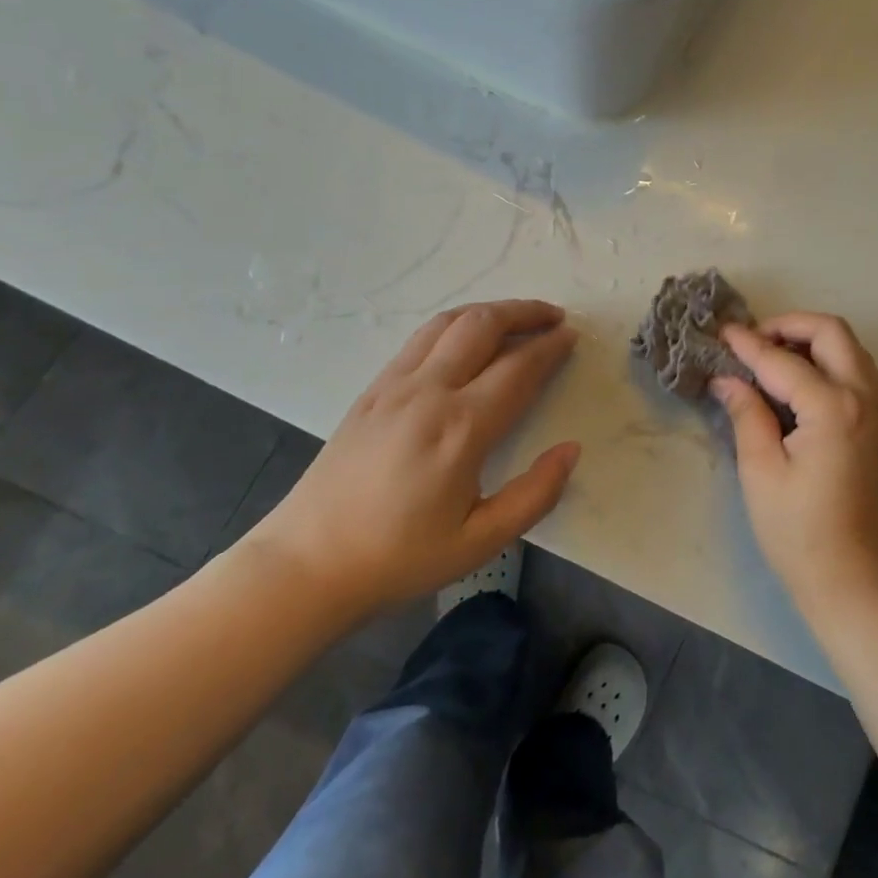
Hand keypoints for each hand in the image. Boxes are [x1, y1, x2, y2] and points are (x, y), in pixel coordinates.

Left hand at [246, 300, 580, 622]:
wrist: (305, 565)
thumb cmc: (398, 558)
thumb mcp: (480, 542)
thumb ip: (535, 495)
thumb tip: (571, 450)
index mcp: (460, 428)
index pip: (518, 368)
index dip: (550, 347)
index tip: (572, 337)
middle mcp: (428, 392)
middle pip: (483, 326)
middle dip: (524, 312)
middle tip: (554, 317)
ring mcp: (394, 385)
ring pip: (448, 323)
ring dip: (489, 311)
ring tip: (516, 318)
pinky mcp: (371, 390)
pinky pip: (420, 338)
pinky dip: (454, 325)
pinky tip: (465, 340)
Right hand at [714, 313, 877, 619]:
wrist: (857, 585)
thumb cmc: (799, 534)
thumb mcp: (761, 472)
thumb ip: (747, 414)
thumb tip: (729, 379)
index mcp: (834, 408)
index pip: (783, 360)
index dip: (748, 344)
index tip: (722, 333)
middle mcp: (867, 399)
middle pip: (833, 333)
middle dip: (791, 326)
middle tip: (755, 342)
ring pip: (852, 351)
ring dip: (815, 343)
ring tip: (775, 360)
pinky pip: (861, 377)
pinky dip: (832, 365)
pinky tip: (803, 389)